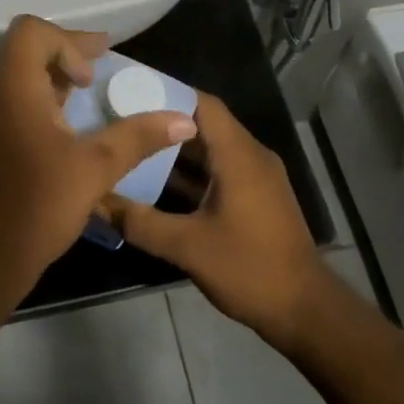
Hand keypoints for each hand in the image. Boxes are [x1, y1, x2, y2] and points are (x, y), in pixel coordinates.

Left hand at [0, 16, 198, 297]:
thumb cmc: (37, 205)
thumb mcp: (96, 168)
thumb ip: (139, 136)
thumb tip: (184, 119)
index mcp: (11, 85)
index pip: (32, 30)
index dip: (68, 41)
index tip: (91, 75)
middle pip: (25, 49)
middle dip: (66, 54)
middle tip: (101, 70)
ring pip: (16, 75)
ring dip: (52, 77)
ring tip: (87, 95)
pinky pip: (9, 99)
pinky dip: (38, 99)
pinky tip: (64, 127)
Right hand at [103, 94, 331, 347]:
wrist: (306, 311)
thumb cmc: (249, 269)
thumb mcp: (188, 247)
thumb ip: (140, 222)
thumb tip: (97, 201)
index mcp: (238, 155)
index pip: (202, 104)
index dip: (167, 93)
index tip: (131, 93)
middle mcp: (250, 156)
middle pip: (204, 123)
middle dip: (165, 121)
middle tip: (124, 120)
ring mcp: (257, 177)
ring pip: (212, 149)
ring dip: (177, 149)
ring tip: (134, 147)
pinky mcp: (258, 197)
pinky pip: (221, 170)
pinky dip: (193, 172)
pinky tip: (160, 184)